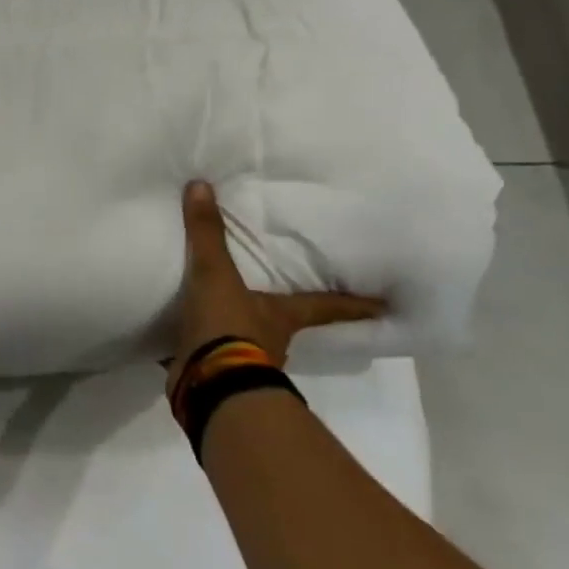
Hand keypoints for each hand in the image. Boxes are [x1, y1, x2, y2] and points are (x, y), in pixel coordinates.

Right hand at [168, 181, 382, 398]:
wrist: (208, 384)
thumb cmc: (229, 326)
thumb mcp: (215, 273)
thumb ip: (208, 233)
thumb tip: (201, 184)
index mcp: (282, 315)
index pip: (326, 305)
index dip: (354, 304)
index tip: (386, 307)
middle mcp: (271, 339)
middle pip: (287, 322)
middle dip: (285, 312)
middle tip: (282, 296)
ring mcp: (244, 360)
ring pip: (247, 338)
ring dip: (238, 327)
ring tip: (221, 308)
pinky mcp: (214, 374)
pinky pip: (209, 352)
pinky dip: (199, 343)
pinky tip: (182, 333)